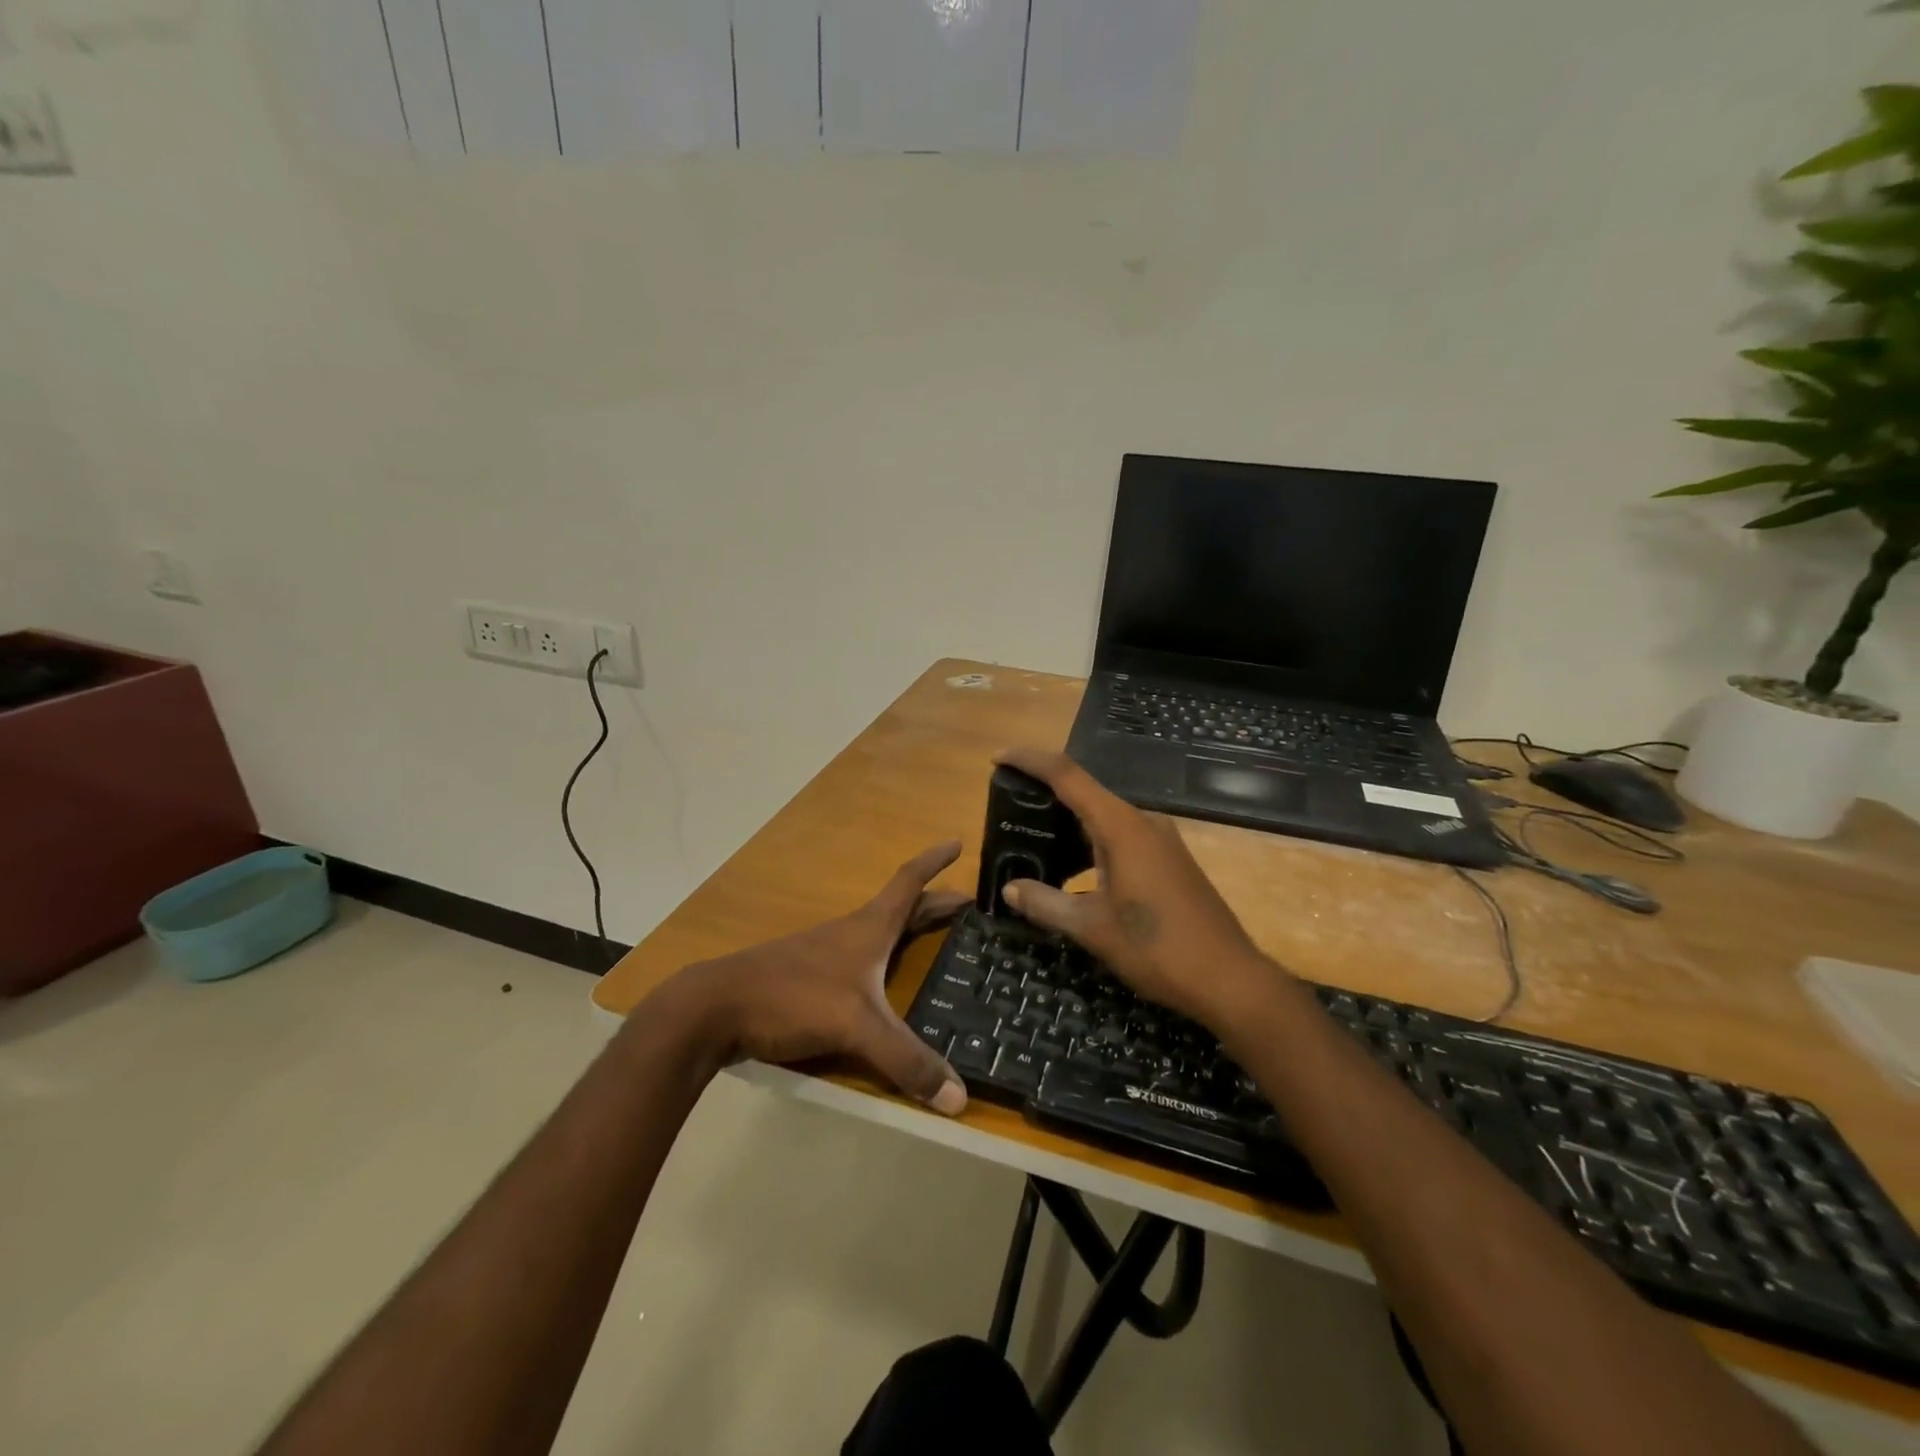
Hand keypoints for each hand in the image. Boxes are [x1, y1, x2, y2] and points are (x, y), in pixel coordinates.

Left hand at [660, 842, 972, 1114]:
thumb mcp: (857, 1027)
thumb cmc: (793, 997)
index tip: (958, 843)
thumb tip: (960, 1099)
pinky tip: (884, 983)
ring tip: (934, 939)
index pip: (909, 882)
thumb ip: (907, 1061)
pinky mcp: (810, 979)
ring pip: (880, 933)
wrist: (717, 1007)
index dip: (934, 862)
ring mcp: (828, 954)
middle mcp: (852, 933)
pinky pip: (861, 959)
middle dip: (935, 903)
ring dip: (909, 928)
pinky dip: (885, 958)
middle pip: (901, 908)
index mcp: (869, 928)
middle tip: (968, 906)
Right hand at [996, 747, 1279, 1029]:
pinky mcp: (1170, 861)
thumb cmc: (1157, 949)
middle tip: (1009, 811)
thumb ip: (1046, 904)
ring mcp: (1161, 841)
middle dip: (1045, 795)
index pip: (1067, 776)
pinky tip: (1074, 870)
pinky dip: (1090, 843)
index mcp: (1121, 827)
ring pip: (1104, 817)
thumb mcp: (1092, 928)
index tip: (999, 757)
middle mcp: (1142, 823)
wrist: (1229, 980)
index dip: (1030, 760)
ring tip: (1033, 842)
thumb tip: (1010, 889)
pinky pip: (1121, 837)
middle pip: (1085, 793)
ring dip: (1068, 824)